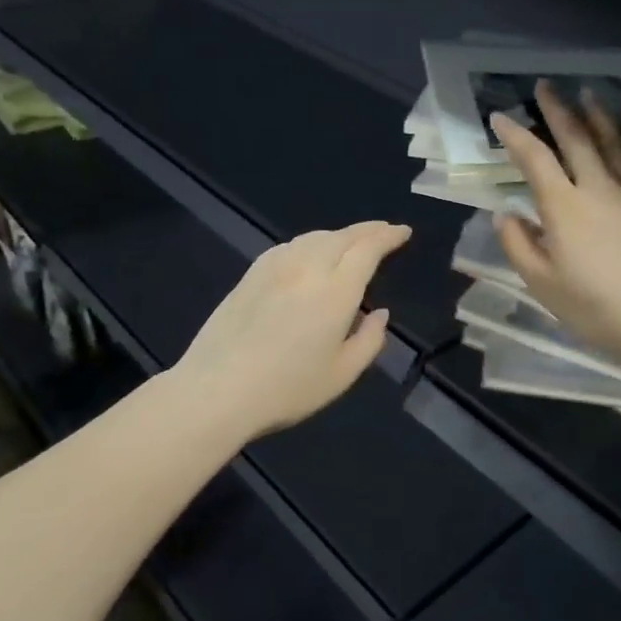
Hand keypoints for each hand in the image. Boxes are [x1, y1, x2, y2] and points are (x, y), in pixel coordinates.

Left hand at [174, 221, 411, 442]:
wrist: (217, 390)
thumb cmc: (286, 389)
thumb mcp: (341, 375)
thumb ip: (369, 341)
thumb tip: (380, 313)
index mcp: (336, 292)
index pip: (368, 250)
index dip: (388, 237)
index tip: (403, 232)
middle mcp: (307, 269)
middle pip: (342, 236)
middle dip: (368, 230)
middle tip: (385, 231)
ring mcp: (275, 268)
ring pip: (314, 237)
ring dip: (339, 235)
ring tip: (351, 242)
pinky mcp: (250, 275)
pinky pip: (289, 246)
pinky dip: (310, 243)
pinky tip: (309, 254)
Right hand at [492, 82, 620, 360]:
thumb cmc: (595, 306)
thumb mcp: (542, 283)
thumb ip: (519, 245)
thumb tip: (505, 214)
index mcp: (563, 206)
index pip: (534, 160)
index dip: (515, 136)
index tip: (500, 117)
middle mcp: (597, 187)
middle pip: (575, 139)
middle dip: (557, 111)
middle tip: (546, 86)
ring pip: (614, 143)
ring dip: (598, 117)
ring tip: (588, 95)